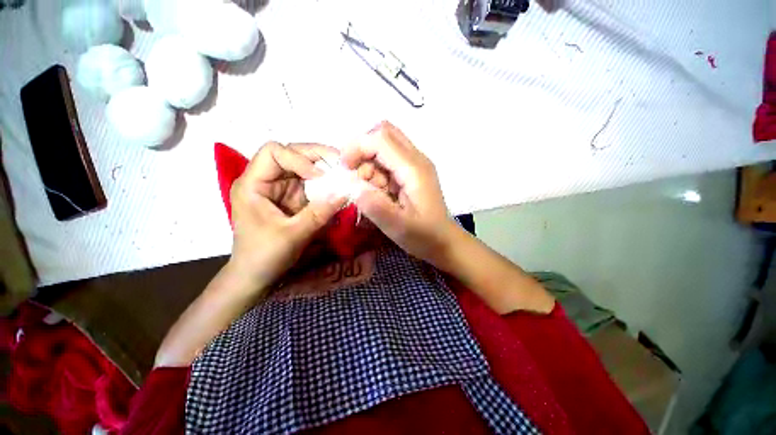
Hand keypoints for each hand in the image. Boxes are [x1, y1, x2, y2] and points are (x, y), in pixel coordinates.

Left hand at [228, 142, 346, 288]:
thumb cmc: (264, 256)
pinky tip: (337, 186)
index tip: (320, 176)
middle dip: (316, 156)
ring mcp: (279, 189)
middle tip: (341, 162)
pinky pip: (309, 183)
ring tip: (342, 171)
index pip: (273, 152)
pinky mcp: (291, 198)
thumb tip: (345, 193)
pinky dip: (324, 183)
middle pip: (290, 154)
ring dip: (323, 167)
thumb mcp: (293, 235)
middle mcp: (265, 180)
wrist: (256, 276)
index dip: (298, 158)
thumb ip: (319, 213)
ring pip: (302, 166)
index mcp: (253, 184)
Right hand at [341, 122, 457, 264]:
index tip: (345, 169)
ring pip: (384, 146)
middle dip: (362, 149)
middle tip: (356, 176)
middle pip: (384, 133)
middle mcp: (416, 159)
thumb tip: (352, 185)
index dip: (358, 147)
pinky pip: (389, 160)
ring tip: (372, 191)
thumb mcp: (398, 227)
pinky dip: (377, 171)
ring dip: (370, 163)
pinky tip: (380, 192)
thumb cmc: (424, 236)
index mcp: (414, 169)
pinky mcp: (412, 172)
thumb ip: (375, 207)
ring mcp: (416, 164)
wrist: (444, 241)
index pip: (381, 138)